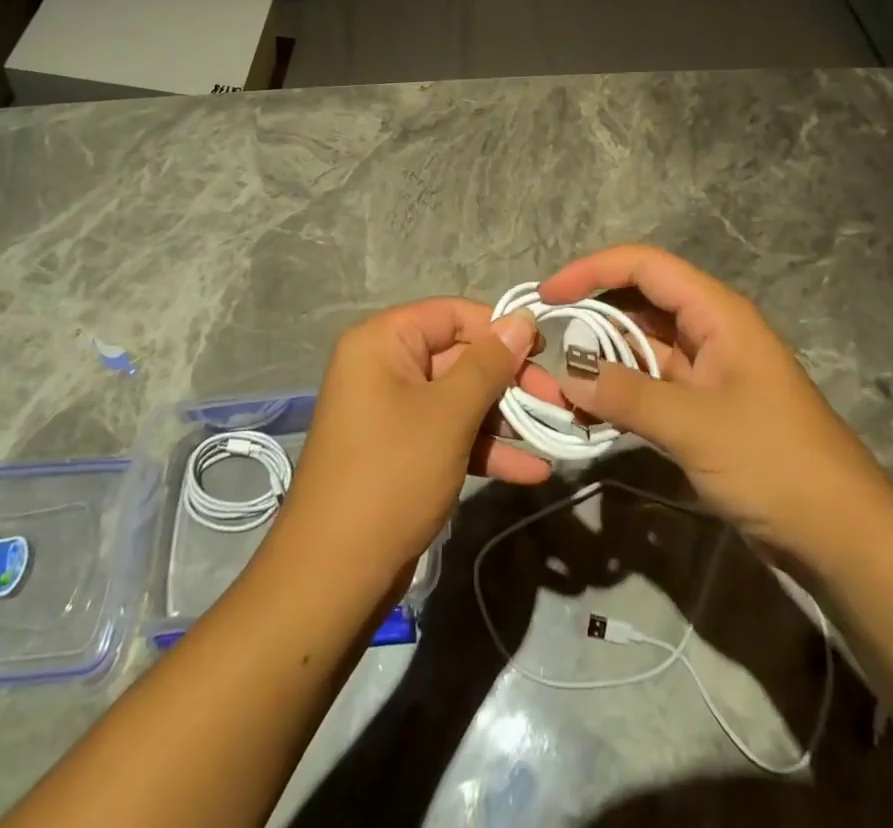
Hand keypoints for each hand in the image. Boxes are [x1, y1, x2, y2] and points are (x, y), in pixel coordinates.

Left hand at [275, 298, 553, 587]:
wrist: (334, 577)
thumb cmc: (391, 475)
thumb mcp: (448, 414)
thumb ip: (489, 363)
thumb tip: (523, 319)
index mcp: (383, 342)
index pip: (452, 314)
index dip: (499, 328)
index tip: (544, 351)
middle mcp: (385, 367)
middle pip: (460, 356)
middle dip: (511, 380)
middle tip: (558, 400)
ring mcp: (394, 412)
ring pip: (460, 398)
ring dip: (506, 417)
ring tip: (556, 434)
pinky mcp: (404, 452)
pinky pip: (450, 434)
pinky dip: (486, 448)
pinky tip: (532, 470)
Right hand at [541, 245, 892, 549]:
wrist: (842, 534)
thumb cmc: (773, 461)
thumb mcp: (694, 425)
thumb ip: (627, 394)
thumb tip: (568, 375)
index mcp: (716, 312)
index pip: (645, 266)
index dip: (592, 270)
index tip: (549, 295)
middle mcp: (711, 329)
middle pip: (640, 302)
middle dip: (592, 315)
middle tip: (545, 340)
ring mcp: (709, 369)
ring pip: (644, 345)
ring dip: (604, 358)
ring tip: (559, 379)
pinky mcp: (706, 406)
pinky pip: (653, 383)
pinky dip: (622, 391)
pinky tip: (591, 410)